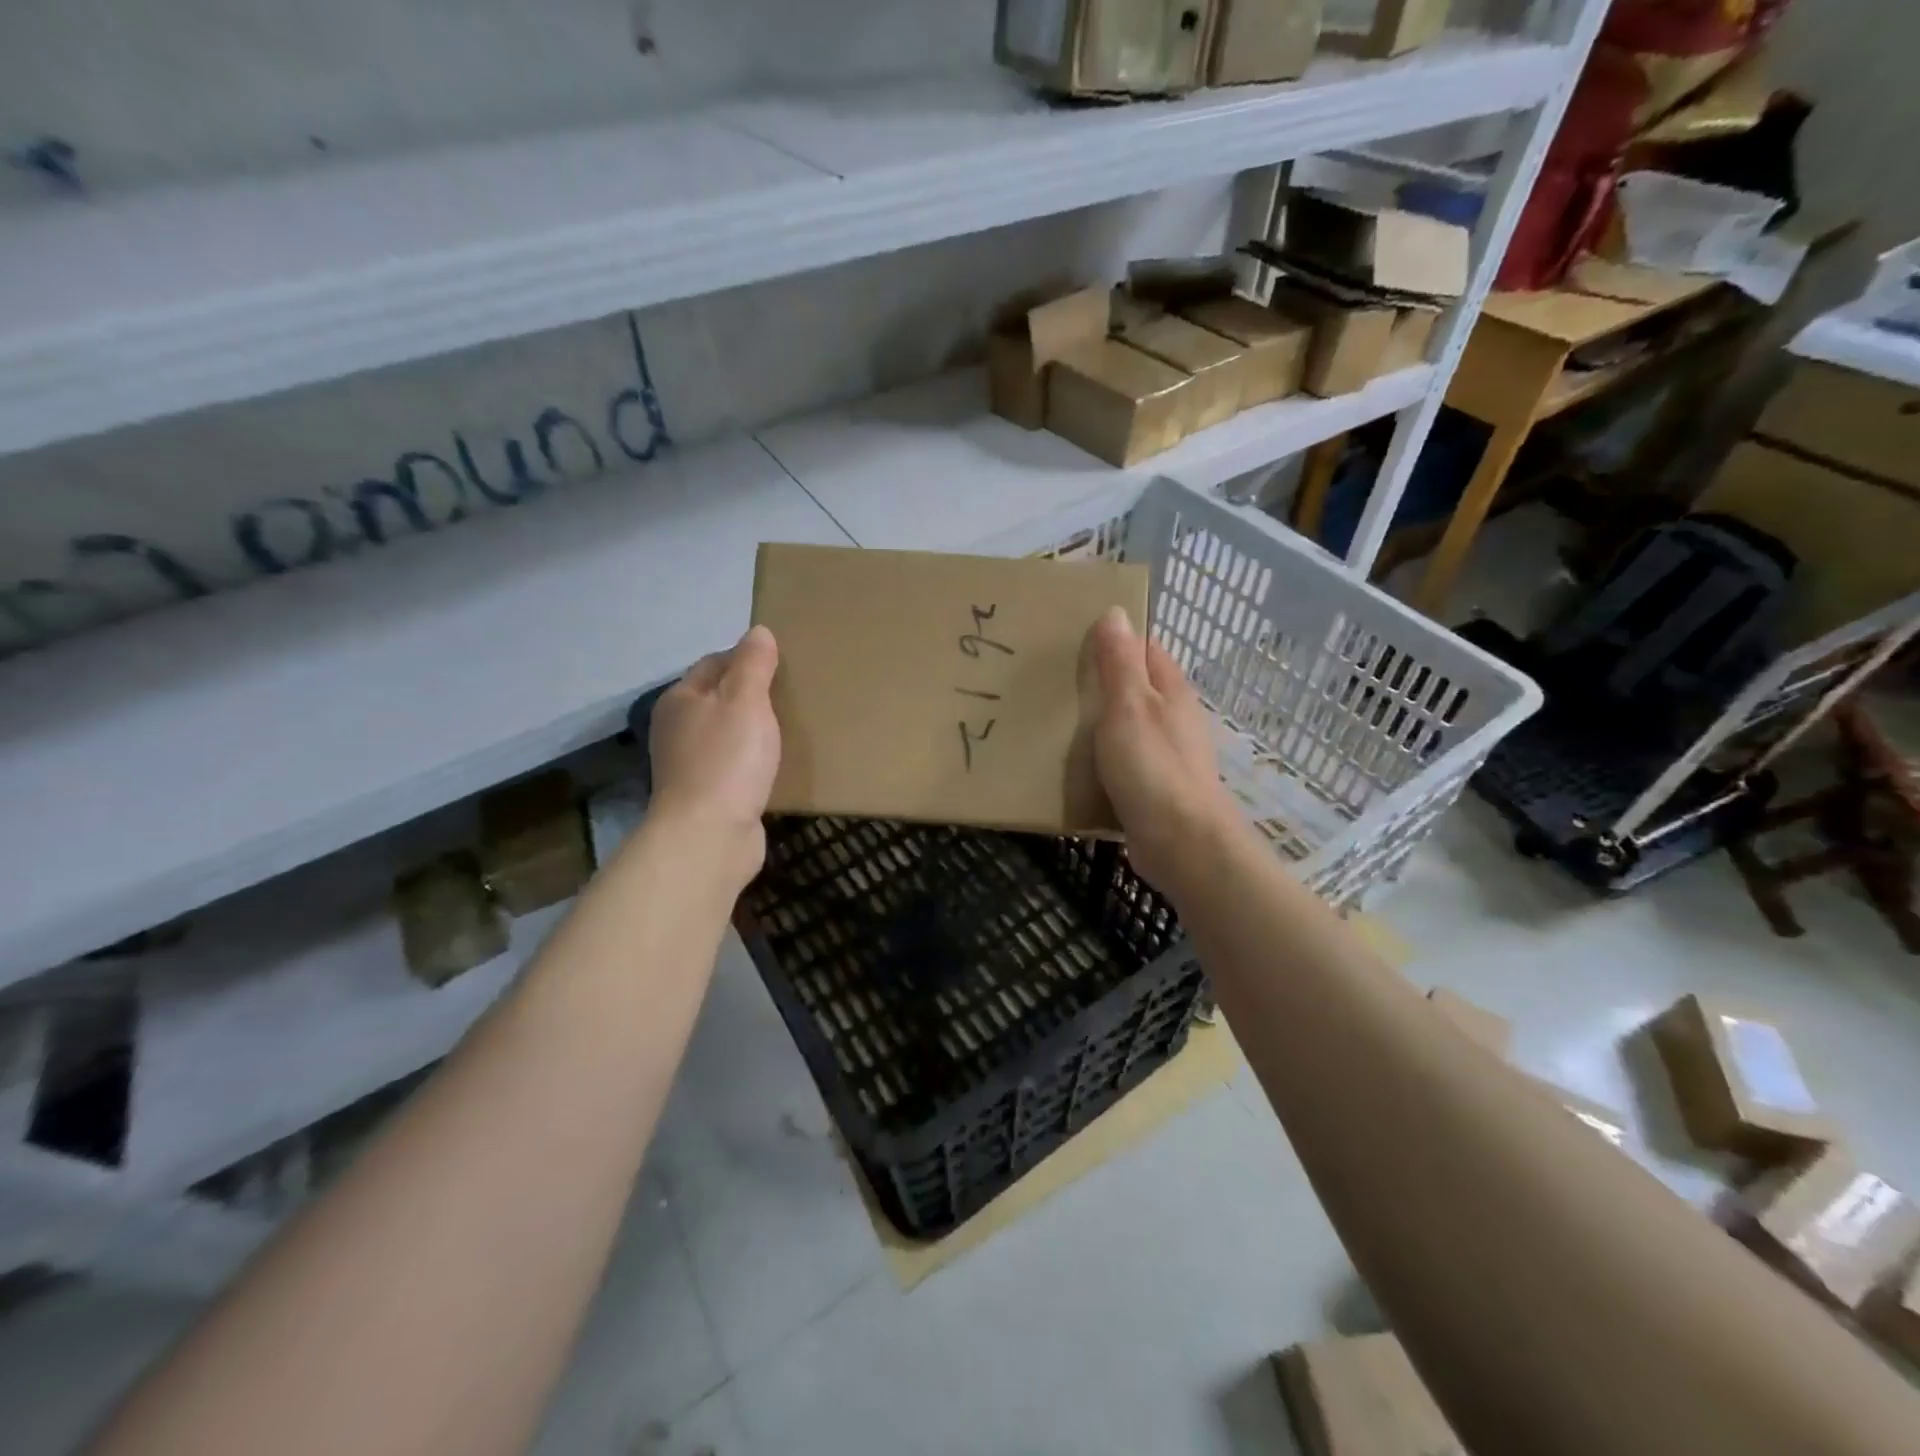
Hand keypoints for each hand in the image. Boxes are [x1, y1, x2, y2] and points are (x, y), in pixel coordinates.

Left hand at [647, 626, 780, 883]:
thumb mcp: (745, 701)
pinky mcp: (708, 795)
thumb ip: (753, 664)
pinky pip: (735, 767)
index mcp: (682, 699)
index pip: (715, 662)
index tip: (784, 663)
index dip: (747, 658)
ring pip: (728, 734)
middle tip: (795, 694)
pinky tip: (779, 765)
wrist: (709, 836)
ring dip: (755, 730)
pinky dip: (754, 762)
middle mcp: (679, 729)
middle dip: (753, 695)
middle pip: (720, 699)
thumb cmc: (727, 760)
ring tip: (793, 728)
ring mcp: (690, 765)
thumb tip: (758, 632)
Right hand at [1080, 606, 1236, 893]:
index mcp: (1170, 690)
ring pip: (1127, 726)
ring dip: (1099, 722)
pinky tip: (1075, 765)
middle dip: (1100, 681)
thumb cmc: (1152, 767)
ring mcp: (1166, 754)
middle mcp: (1173, 717)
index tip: (1073, 638)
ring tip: (1055, 720)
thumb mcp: (1129, 706)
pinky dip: (1102, 758)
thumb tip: (1115, 612)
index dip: (1114, 638)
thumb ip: (1120, 662)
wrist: (1181, 842)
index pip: (1144, 648)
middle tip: (1053, 680)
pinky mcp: (1154, 787)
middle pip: (1134, 687)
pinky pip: (1123, 762)